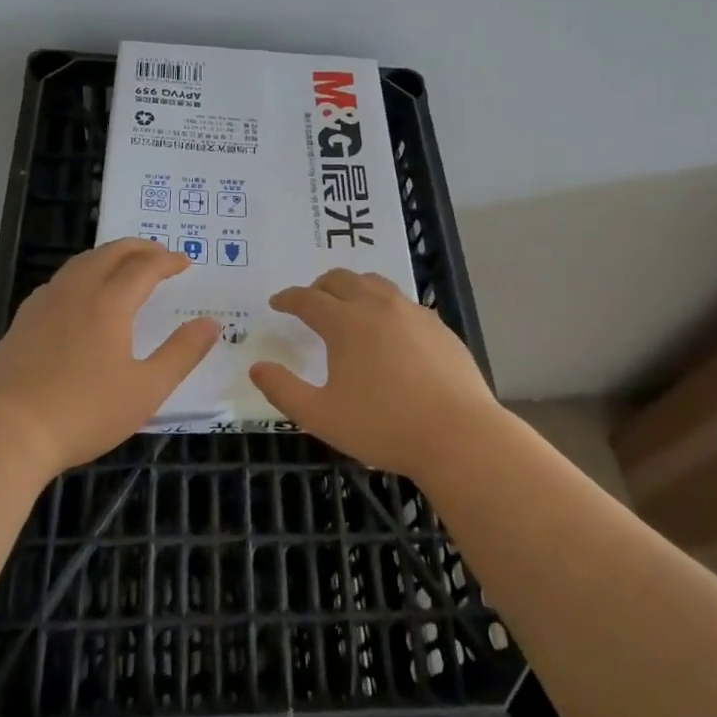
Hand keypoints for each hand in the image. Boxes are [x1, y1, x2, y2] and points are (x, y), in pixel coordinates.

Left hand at [0, 238, 219, 473]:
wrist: (8, 433)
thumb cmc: (84, 413)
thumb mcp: (146, 390)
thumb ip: (182, 353)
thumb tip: (211, 323)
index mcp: (109, 304)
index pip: (144, 267)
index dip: (167, 261)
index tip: (184, 262)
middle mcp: (75, 292)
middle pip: (109, 253)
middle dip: (138, 248)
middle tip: (159, 253)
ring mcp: (44, 304)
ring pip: (80, 263)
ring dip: (108, 256)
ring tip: (124, 266)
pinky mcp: (22, 321)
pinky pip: (58, 281)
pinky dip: (81, 273)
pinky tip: (80, 295)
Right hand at [249, 269, 499, 479]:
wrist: (458, 436)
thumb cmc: (383, 427)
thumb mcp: (321, 416)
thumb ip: (283, 390)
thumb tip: (257, 368)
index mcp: (346, 323)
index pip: (308, 299)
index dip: (288, 298)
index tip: (277, 302)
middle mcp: (378, 306)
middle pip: (342, 280)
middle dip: (319, 286)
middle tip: (310, 301)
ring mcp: (413, 313)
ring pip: (376, 283)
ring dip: (354, 288)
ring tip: (347, 306)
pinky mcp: (439, 326)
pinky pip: (404, 302)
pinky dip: (384, 305)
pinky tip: (388, 330)